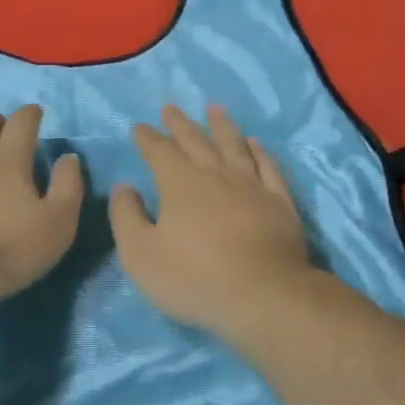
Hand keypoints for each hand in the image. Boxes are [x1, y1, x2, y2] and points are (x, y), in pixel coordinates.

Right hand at [109, 105, 315, 338]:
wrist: (263, 297)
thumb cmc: (194, 278)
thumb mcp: (140, 254)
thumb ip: (127, 217)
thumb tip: (124, 186)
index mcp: (180, 184)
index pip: (160, 152)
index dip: (148, 138)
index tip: (139, 127)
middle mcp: (217, 175)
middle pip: (196, 141)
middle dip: (180, 124)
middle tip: (170, 108)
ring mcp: (252, 186)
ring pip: (234, 146)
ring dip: (222, 126)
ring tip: (214, 109)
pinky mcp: (280, 203)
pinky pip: (268, 167)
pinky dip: (259, 152)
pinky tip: (255, 143)